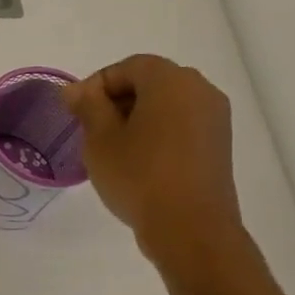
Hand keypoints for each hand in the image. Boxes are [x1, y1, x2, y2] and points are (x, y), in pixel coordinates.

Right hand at [62, 55, 245, 273]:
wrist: (190, 228)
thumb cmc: (138, 175)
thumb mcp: (100, 139)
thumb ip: (88, 106)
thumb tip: (76, 90)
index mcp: (171, 80)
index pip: (128, 66)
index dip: (97, 85)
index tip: (75, 112)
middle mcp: (200, 90)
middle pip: (151, 82)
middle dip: (117, 100)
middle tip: (90, 129)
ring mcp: (215, 118)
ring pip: (167, 105)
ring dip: (137, 118)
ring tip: (112, 148)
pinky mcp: (219, 145)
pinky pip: (182, 125)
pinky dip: (158, 133)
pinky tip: (138, 161)